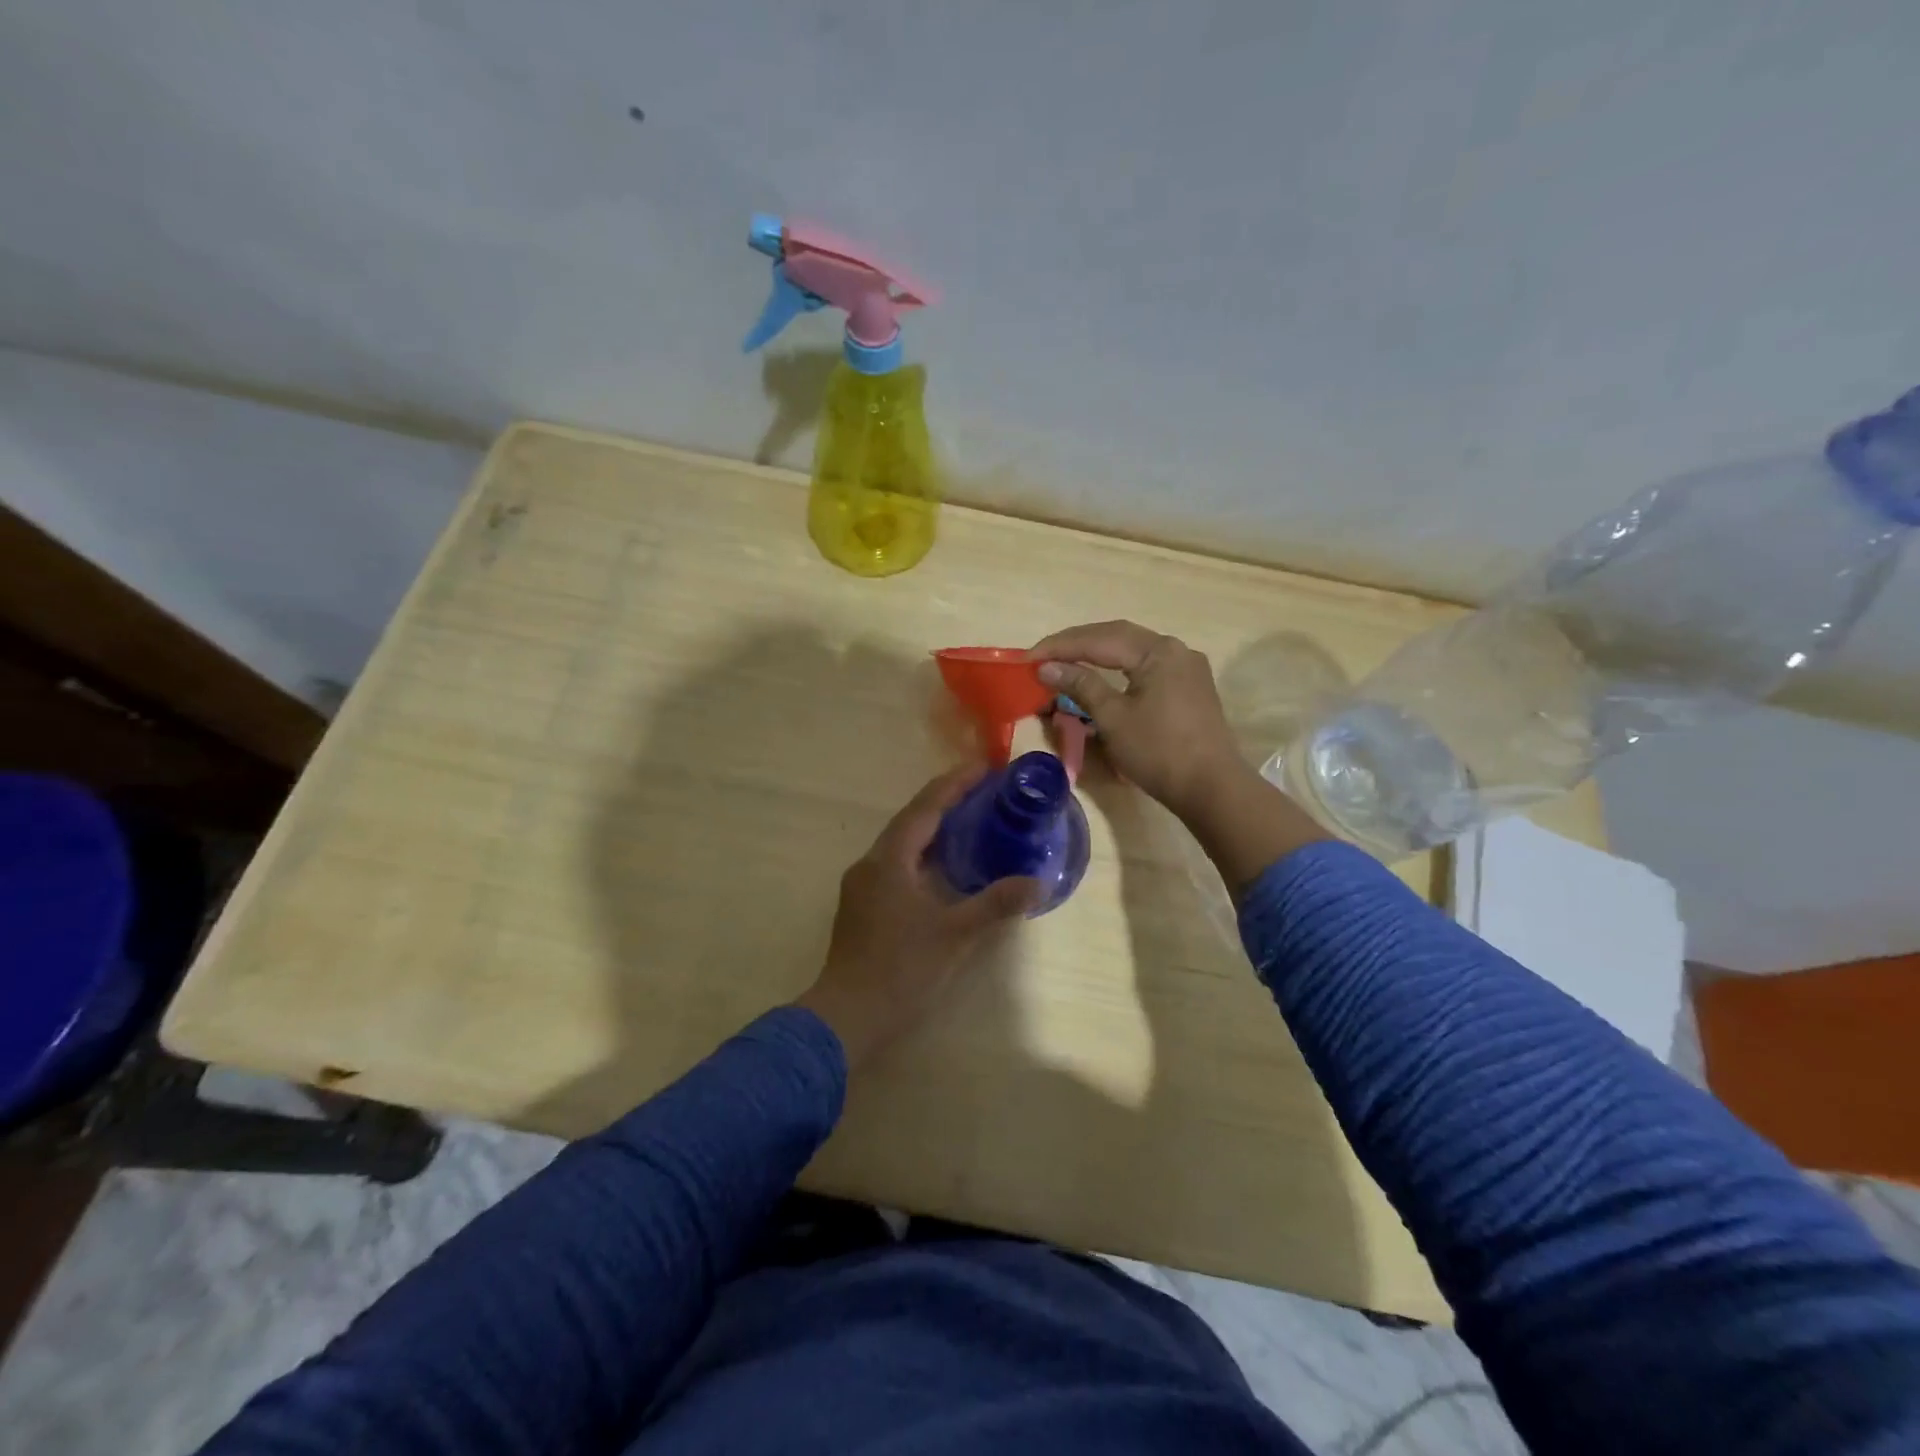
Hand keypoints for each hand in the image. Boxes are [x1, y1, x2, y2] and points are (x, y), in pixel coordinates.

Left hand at [795, 767, 1037, 1069]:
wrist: (846, 1016)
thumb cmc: (901, 969)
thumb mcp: (955, 934)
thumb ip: (996, 904)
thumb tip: (1038, 883)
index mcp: (889, 860)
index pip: (925, 807)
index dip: (955, 784)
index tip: (984, 767)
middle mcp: (870, 863)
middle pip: (910, 819)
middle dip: (945, 800)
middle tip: (982, 790)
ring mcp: (861, 885)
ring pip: (901, 843)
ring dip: (932, 827)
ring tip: (968, 820)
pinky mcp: (861, 905)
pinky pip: (896, 863)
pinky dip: (922, 853)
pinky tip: (942, 866)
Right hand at [1028, 620, 1244, 817]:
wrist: (1211, 788)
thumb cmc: (1159, 751)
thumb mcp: (1113, 718)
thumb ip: (1080, 686)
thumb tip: (1047, 668)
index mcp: (1158, 651)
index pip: (1099, 639)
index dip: (1060, 646)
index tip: (1027, 658)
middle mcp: (1175, 649)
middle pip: (1117, 636)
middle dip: (1076, 644)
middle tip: (1042, 656)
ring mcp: (1186, 668)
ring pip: (1132, 650)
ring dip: (1097, 653)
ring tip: (1065, 662)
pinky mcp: (1189, 687)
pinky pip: (1146, 666)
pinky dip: (1118, 667)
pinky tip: (1101, 675)